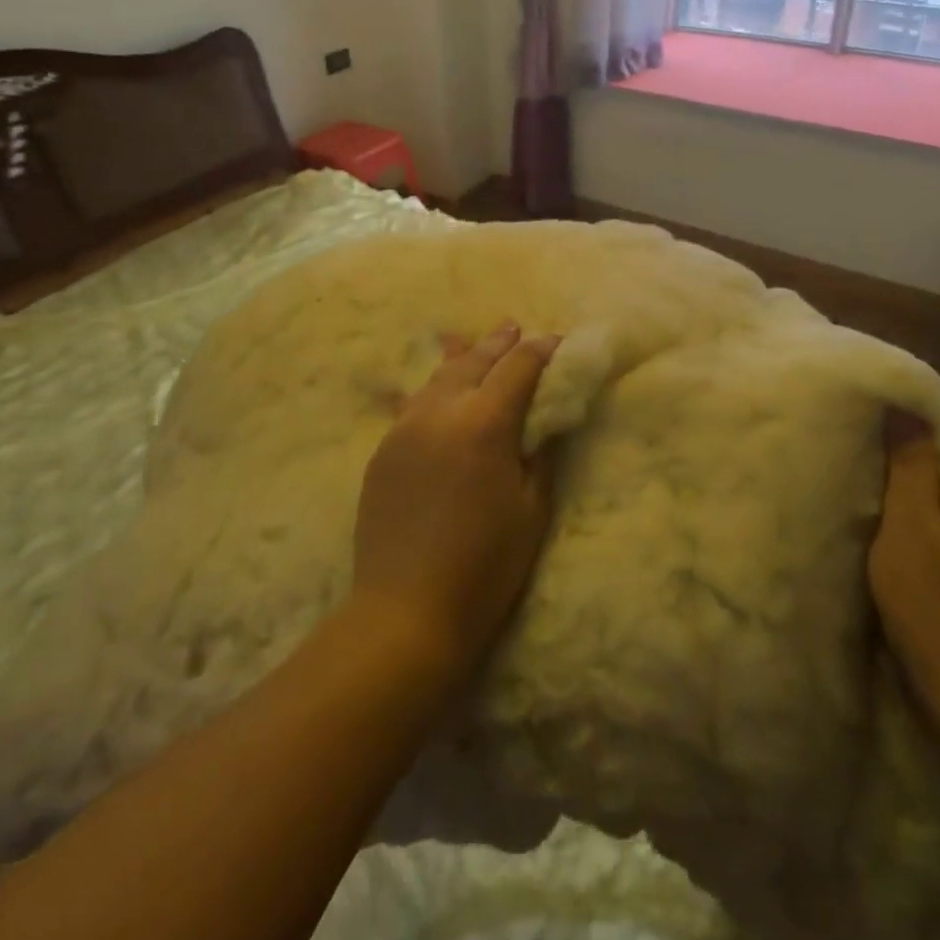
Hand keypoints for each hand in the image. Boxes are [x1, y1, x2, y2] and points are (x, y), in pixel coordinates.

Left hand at [350, 324, 561, 683]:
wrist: (406, 611)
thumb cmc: (485, 566)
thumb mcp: (531, 510)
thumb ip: (539, 454)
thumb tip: (544, 419)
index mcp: (484, 424)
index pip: (517, 370)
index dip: (540, 352)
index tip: (556, 342)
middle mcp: (440, 412)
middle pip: (474, 362)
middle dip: (499, 344)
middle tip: (516, 328)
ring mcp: (405, 429)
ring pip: (438, 377)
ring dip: (463, 358)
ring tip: (474, 342)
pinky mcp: (383, 451)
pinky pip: (413, 405)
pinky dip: (433, 388)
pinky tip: (437, 387)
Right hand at [868, 410, 939, 725]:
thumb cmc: (935, 602)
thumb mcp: (909, 524)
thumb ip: (910, 462)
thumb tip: (905, 403)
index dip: (905, 430)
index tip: (864, 433)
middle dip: (906, 464)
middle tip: (859, 466)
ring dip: (914, 496)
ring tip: (870, 498)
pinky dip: (926, 524)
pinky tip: (897, 537)